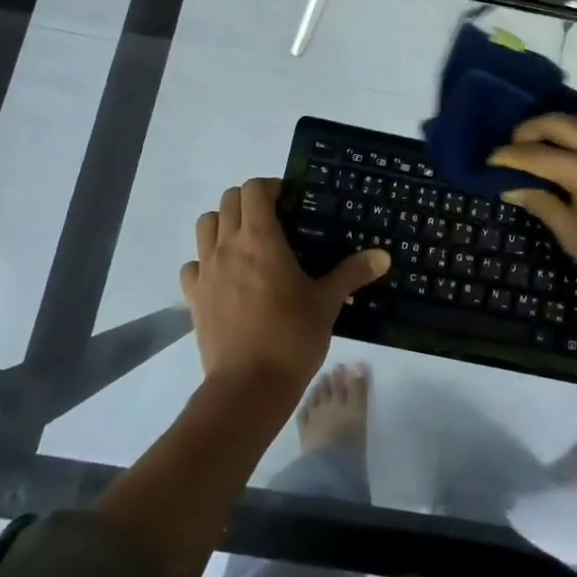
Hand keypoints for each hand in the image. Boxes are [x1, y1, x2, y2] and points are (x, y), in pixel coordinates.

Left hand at [181, 178, 387, 394]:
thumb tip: (383, 256)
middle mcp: (228, 245)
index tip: (290, 202)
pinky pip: (193, 264)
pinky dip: (205, 261)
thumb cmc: (291, 337)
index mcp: (261, 239)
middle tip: (273, 220)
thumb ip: (353, 272)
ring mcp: (206, 271)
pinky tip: (224, 277)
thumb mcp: (327, 302)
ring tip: (246, 243)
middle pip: (228, 200)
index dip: (270, 187)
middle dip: (249, 201)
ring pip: (205, 225)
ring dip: (223, 224)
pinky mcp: (193, 297)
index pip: (254, 188)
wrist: (248, 388)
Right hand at [489, 111, 576, 320]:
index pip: (536, 154)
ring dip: (561, 122)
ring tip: (545, 140)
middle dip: (529, 130)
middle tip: (511, 146)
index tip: (489, 161)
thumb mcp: (573, 236)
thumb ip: (542, 203)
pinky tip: (576, 147)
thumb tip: (512, 187)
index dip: (508, 156)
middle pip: (559, 123)